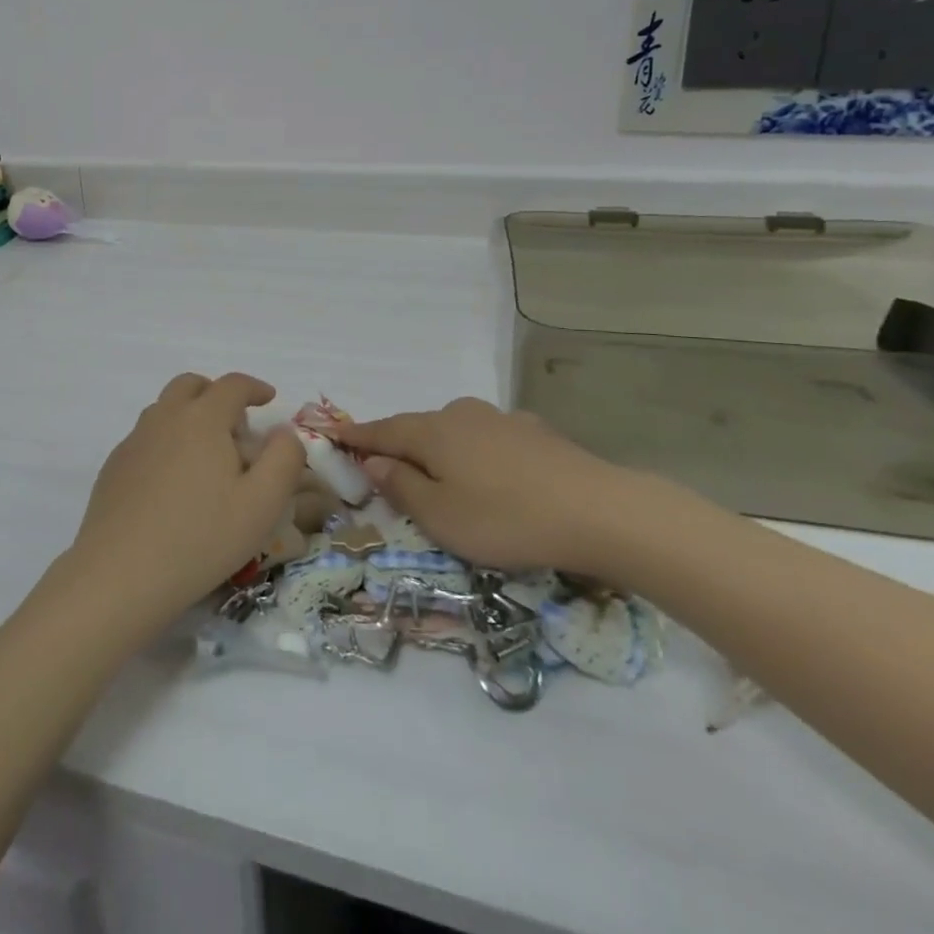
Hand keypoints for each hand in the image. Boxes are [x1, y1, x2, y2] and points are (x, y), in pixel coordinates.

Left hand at [66, 373, 305, 632]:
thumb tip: (284, 432)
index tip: (269, 399)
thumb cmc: (201, 538)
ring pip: (164, 409)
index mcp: (202, 419)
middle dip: (216, 394)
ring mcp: (134, 441)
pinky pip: (145, 438)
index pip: (232, 385)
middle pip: (190, 385)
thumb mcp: (262, 504)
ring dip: (189, 416)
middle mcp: (164, 418)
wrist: (121, 574)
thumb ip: (284, 459)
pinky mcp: (113, 467)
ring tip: (207, 455)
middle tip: (235, 424)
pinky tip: (174, 483)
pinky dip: (166, 442)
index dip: (255, 387)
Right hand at [333, 398, 644, 574]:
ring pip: (456, 433)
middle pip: (418, 428)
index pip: (382, 430)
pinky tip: (491, 474)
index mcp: (432, 432)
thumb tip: (374, 462)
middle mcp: (461, 414)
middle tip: (386, 469)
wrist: (600, 511)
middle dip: (399, 446)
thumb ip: (401, 486)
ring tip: (440, 476)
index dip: (357, 436)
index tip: (332, 435)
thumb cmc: (505, 518)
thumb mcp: (440, 516)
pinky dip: (476, 454)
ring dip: (440, 451)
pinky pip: (489, 440)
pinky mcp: (535, 433)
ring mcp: (501, 419)